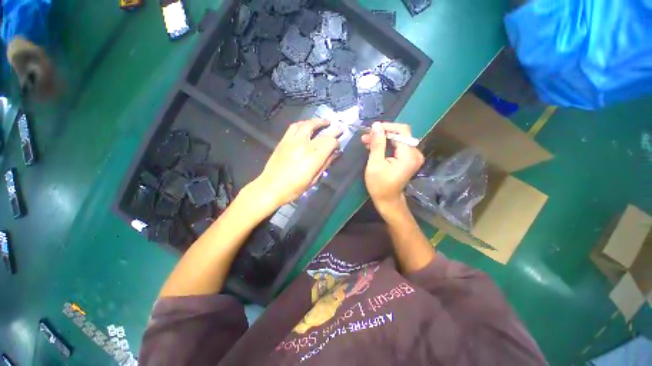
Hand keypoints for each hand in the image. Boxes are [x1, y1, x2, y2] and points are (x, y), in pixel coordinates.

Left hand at [249, 119, 340, 208]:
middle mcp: (304, 145)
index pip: (330, 142)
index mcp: (314, 157)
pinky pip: (294, 126)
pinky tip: (306, 125)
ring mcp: (293, 140)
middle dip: (333, 129)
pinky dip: (303, 124)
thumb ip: (325, 164)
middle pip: (322, 131)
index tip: (338, 147)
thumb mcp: (314, 179)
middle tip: (339, 128)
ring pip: (307, 124)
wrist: (270, 187)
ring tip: (324, 122)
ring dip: (317, 121)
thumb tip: (335, 154)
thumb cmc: (294, 188)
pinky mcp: (283, 140)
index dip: (337, 142)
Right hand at [362, 122, 423, 210]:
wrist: (387, 200)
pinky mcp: (409, 160)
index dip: (387, 127)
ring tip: (367, 141)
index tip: (372, 129)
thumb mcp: (375, 163)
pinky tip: (374, 147)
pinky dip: (386, 146)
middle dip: (382, 134)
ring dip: (382, 140)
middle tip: (366, 136)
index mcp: (408, 155)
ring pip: (398, 140)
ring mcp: (413, 157)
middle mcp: (415, 153)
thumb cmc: (379, 185)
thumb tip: (376, 125)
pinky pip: (398, 147)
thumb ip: (377, 143)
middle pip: (400, 135)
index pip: (402, 131)